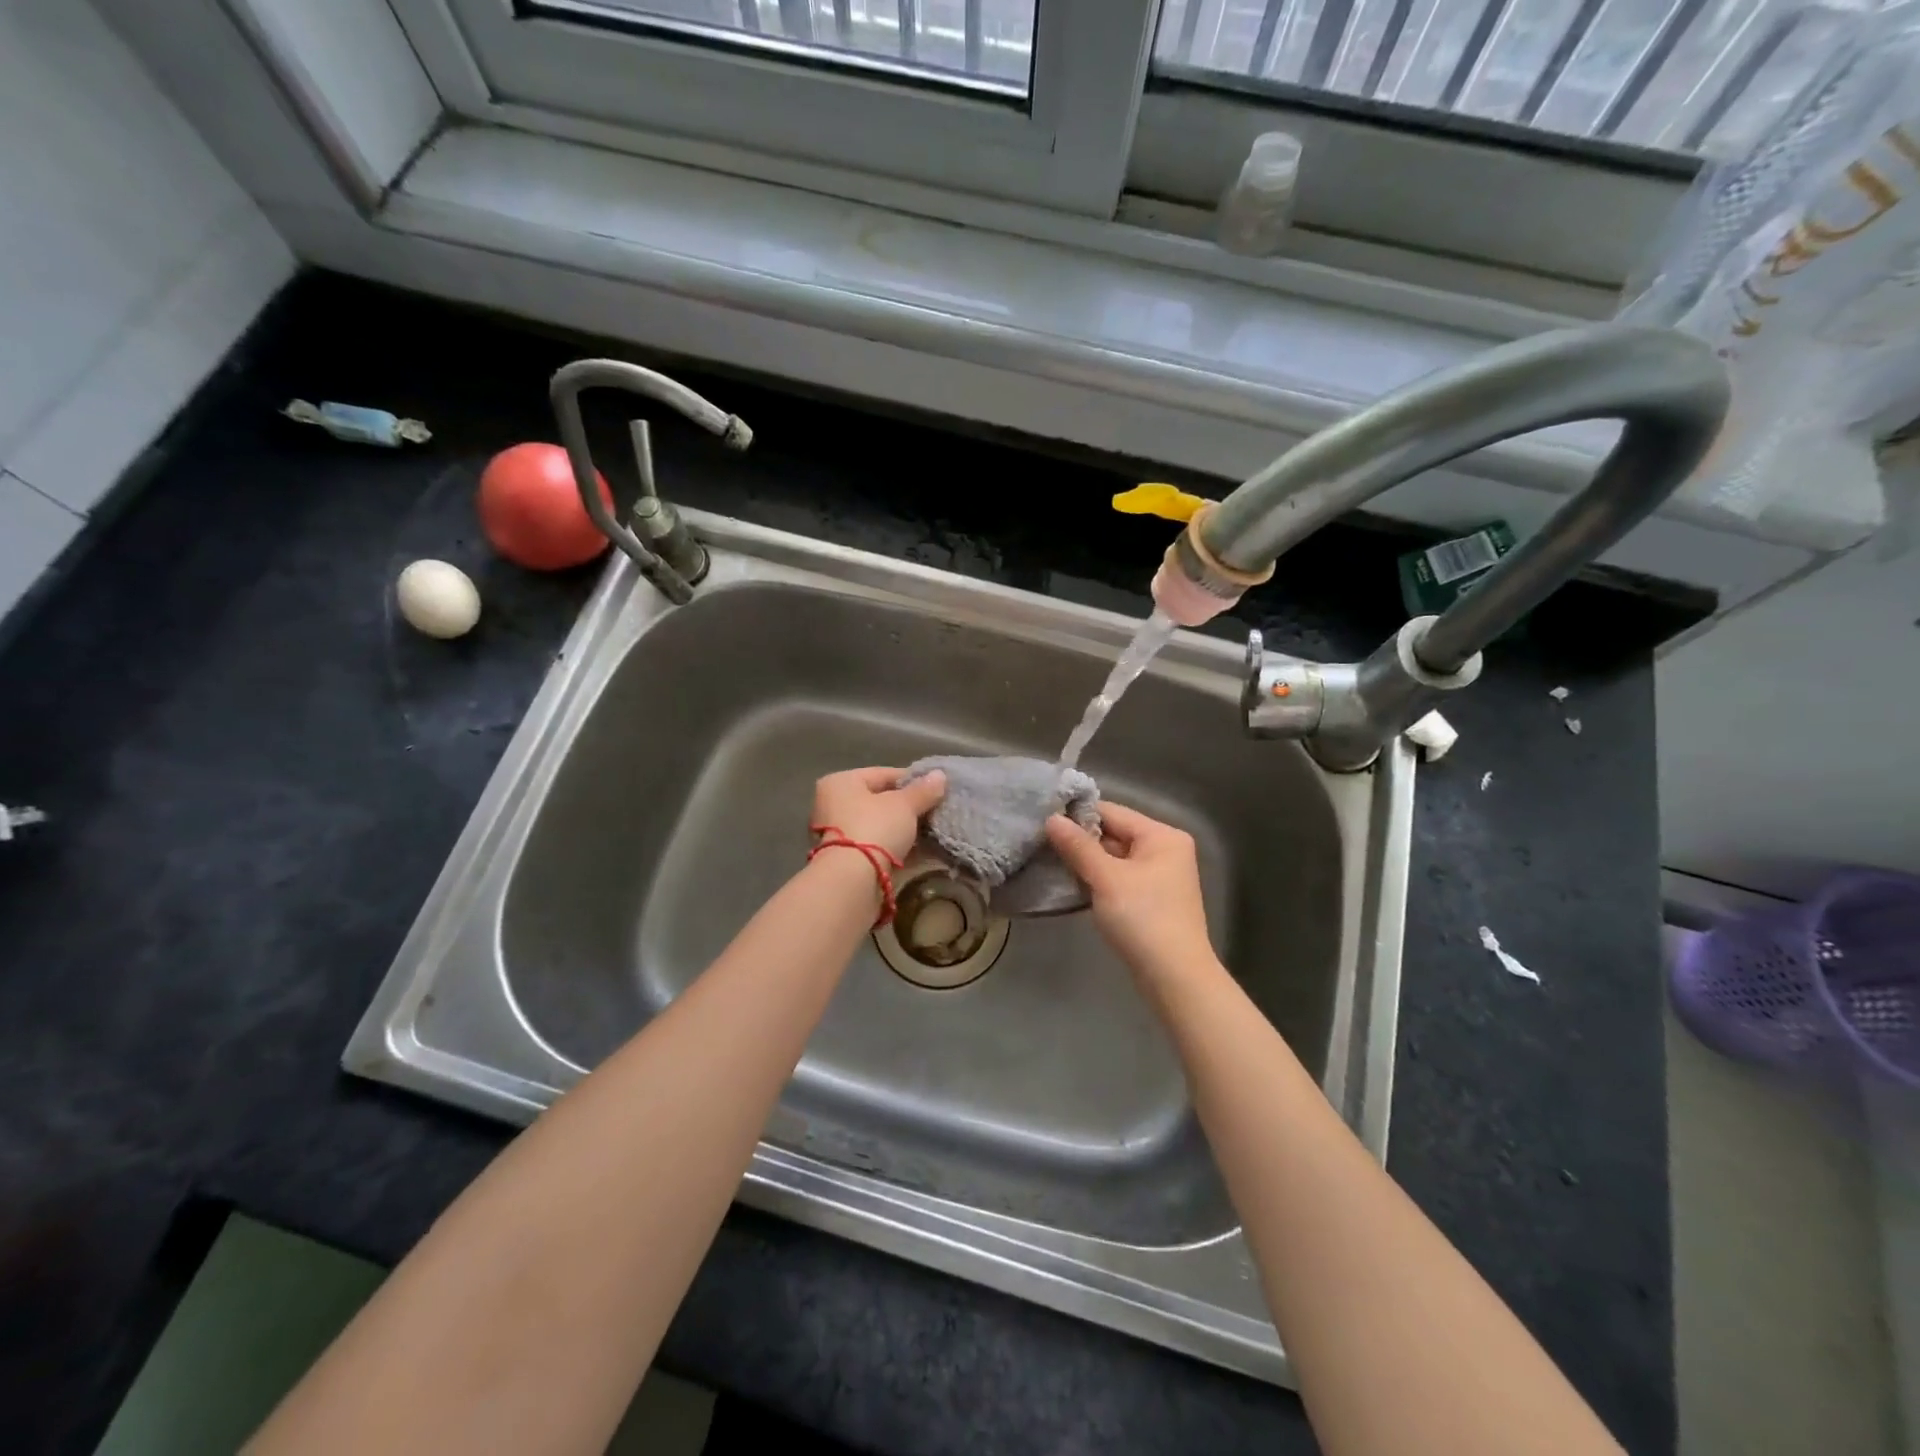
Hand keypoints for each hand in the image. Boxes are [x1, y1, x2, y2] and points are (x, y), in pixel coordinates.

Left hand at [812, 767, 945, 862]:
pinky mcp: (844, 860)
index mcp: (840, 782)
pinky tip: (919, 850)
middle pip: (879, 800)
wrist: (851, 881)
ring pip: (878, 825)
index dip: (911, 780)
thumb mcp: (904, 805)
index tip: (935, 788)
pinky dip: (895, 847)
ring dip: (902, 829)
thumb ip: (923, 790)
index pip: (882, 774)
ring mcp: (836, 835)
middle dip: (907, 807)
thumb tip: (940, 775)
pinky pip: (876, 846)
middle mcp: (832, 805)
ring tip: (931, 830)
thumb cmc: (874, 828)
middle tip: (934, 811)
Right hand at [1046, 801, 1214, 978]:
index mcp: (1162, 836)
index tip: (1043, 819)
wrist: (1175, 978)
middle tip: (1040, 842)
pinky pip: (1118, 878)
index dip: (1077, 815)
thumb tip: (1051, 818)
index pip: (1112, 812)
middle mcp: (1165, 850)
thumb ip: (1078, 846)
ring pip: (1113, 858)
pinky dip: (1096, 880)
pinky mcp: (1150, 899)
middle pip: (1114, 834)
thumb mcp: (1106, 878)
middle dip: (1080, 841)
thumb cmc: (1143, 919)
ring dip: (1085, 862)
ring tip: (1048, 860)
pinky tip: (1070, 883)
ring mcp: (1159, 876)